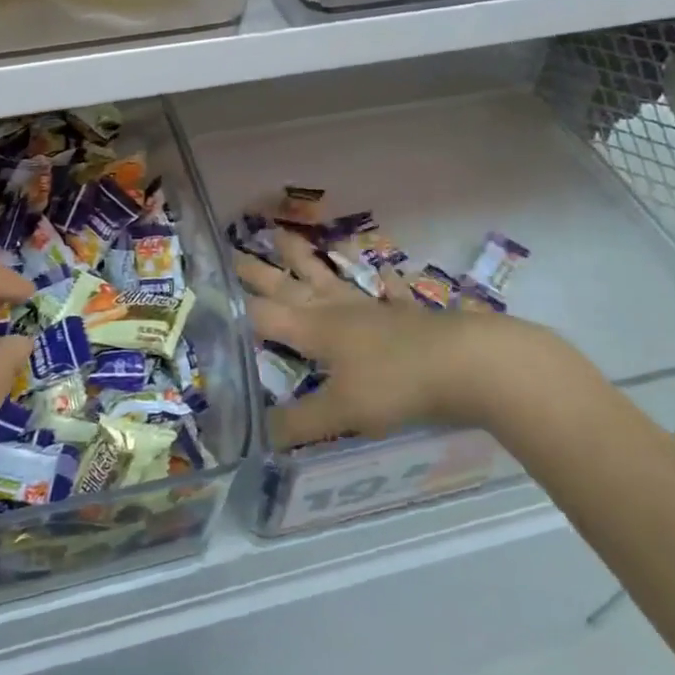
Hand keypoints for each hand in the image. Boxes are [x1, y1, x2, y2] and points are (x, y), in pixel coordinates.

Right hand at [238, 230, 568, 447]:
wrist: (468, 364)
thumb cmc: (396, 385)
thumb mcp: (343, 413)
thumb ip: (299, 425)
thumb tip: (258, 440)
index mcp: (314, 330)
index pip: (262, 316)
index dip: (233, 306)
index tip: (207, 289)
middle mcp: (336, 311)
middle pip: (288, 287)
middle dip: (258, 271)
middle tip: (233, 248)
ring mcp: (372, 308)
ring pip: (329, 277)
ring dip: (305, 258)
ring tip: (283, 234)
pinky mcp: (405, 314)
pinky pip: (388, 293)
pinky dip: (384, 283)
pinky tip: (385, 274)